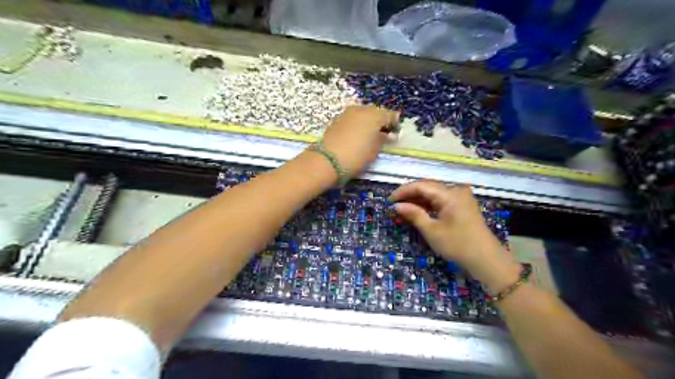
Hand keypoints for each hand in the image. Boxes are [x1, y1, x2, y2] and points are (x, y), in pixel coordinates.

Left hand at [319, 103, 396, 172]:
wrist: (327, 161)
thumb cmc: (356, 156)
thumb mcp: (374, 151)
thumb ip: (382, 140)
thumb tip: (386, 135)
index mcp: (375, 115)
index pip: (391, 115)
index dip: (395, 123)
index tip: (395, 133)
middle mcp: (361, 109)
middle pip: (376, 112)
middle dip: (380, 121)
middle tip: (383, 133)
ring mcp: (347, 113)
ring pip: (362, 114)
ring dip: (367, 121)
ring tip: (369, 135)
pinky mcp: (336, 119)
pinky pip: (352, 119)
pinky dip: (356, 124)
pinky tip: (356, 135)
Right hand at [387, 180, 517, 290]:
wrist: (486, 259)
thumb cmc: (458, 245)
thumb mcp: (432, 231)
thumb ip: (414, 214)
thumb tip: (396, 206)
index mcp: (450, 194)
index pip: (421, 185)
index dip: (403, 191)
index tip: (389, 200)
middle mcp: (456, 190)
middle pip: (428, 187)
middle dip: (410, 195)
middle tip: (394, 205)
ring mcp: (460, 197)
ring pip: (434, 194)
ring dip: (418, 200)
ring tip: (402, 208)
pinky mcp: (462, 205)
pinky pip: (441, 200)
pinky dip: (428, 205)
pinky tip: (417, 211)